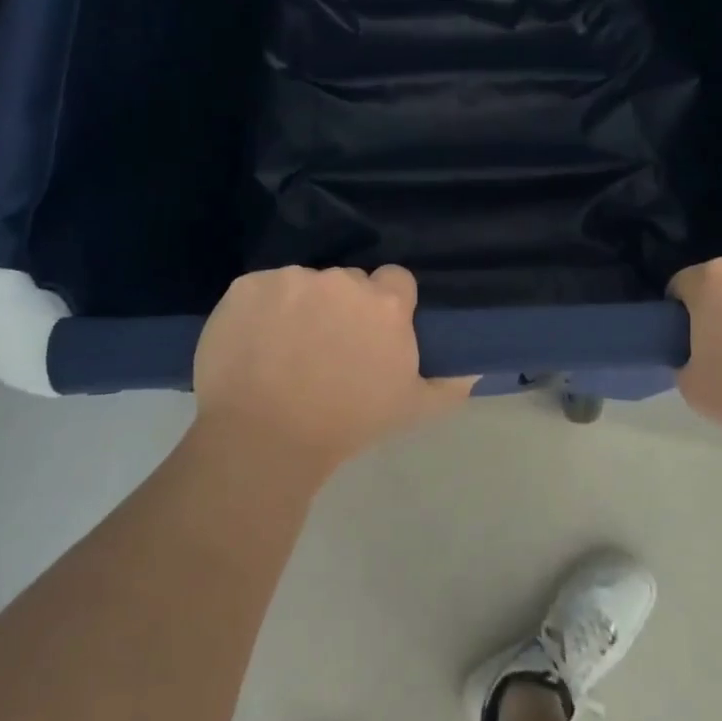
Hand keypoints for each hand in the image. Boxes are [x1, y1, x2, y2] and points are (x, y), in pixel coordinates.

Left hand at [192, 265, 473, 477]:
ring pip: (303, 284)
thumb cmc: (346, 425)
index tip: (371, 334)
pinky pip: (261, 289)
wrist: (264, 440)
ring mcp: (290, 279)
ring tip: (284, 349)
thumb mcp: (412, 410)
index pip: (395, 280)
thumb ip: (450, 385)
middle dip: (342, 306)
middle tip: (327, 347)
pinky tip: (254, 344)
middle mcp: (340, 280)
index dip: (385, 305)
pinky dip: (260, 310)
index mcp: (384, 303)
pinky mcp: (247, 285)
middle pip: (347, 281)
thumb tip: (474, 369)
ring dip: (300, 306)